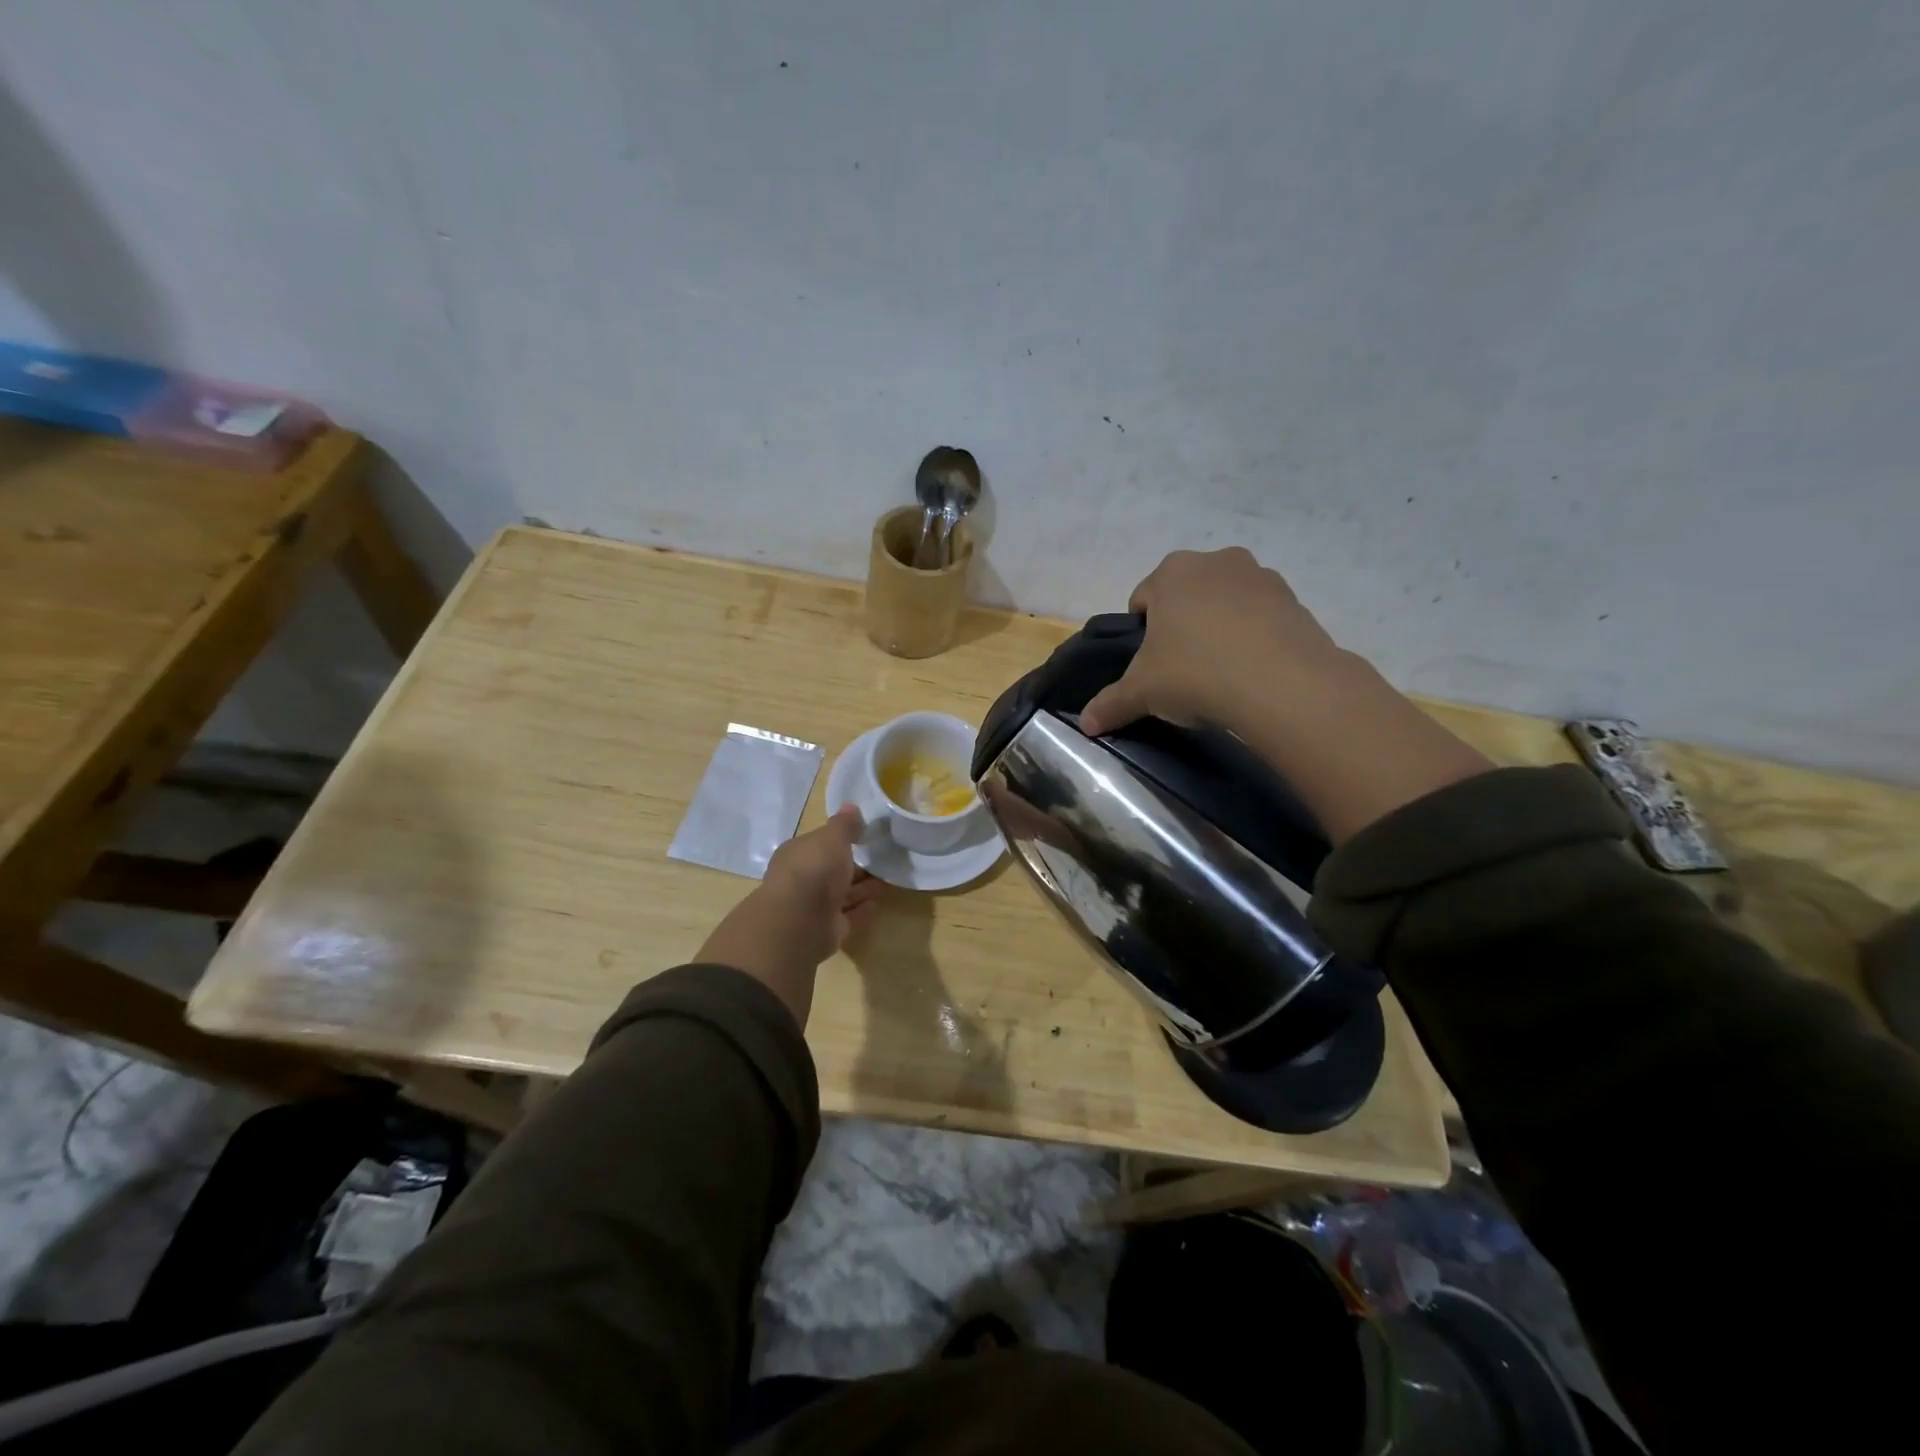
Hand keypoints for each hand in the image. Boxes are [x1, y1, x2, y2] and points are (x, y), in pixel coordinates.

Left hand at [696, 807, 883, 1025]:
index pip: (820, 845)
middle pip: (832, 871)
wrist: (800, 919)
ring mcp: (813, 907)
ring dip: (861, 888)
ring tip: (887, 880)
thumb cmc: (814, 868)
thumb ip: (844, 825)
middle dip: (854, 866)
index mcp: (798, 854)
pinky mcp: (826, 931)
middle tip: (882, 860)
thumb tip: (851, 807)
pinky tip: (877, 904)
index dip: (840, 841)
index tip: (864, 837)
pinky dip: (861, 910)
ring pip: (841, 895)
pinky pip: (848, 917)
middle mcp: (803, 880)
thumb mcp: (832, 837)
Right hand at [1079, 548, 1344, 739]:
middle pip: (1186, 596)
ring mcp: (1260, 577)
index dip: (1142, 634)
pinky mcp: (1294, 600)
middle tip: (1183, 669)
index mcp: (1171, 572)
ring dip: (1219, 629)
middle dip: (1182, 626)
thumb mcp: (1142, 693)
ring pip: (1225, 603)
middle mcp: (1215, 562)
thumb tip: (1085, 724)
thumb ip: (1110, 704)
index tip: (1151, 665)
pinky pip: (1261, 617)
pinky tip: (1252, 672)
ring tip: (1221, 673)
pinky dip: (1253, 637)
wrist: (1281, 684)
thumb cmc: (1195, 674)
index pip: (1142, 599)